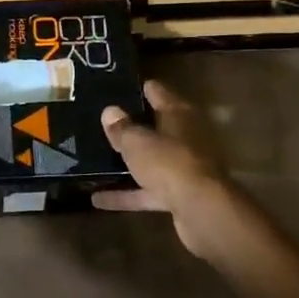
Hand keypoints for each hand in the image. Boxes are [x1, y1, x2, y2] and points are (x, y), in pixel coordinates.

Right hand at [93, 79, 243, 258]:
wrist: (201, 210)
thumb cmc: (169, 163)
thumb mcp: (137, 143)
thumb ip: (121, 128)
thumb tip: (109, 111)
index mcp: (178, 114)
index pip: (158, 92)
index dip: (139, 89)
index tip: (117, 87)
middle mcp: (185, 137)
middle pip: (156, 127)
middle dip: (133, 126)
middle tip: (103, 123)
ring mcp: (183, 167)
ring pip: (151, 160)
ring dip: (130, 162)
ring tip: (97, 159)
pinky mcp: (179, 194)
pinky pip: (148, 190)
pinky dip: (127, 194)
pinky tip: (98, 198)